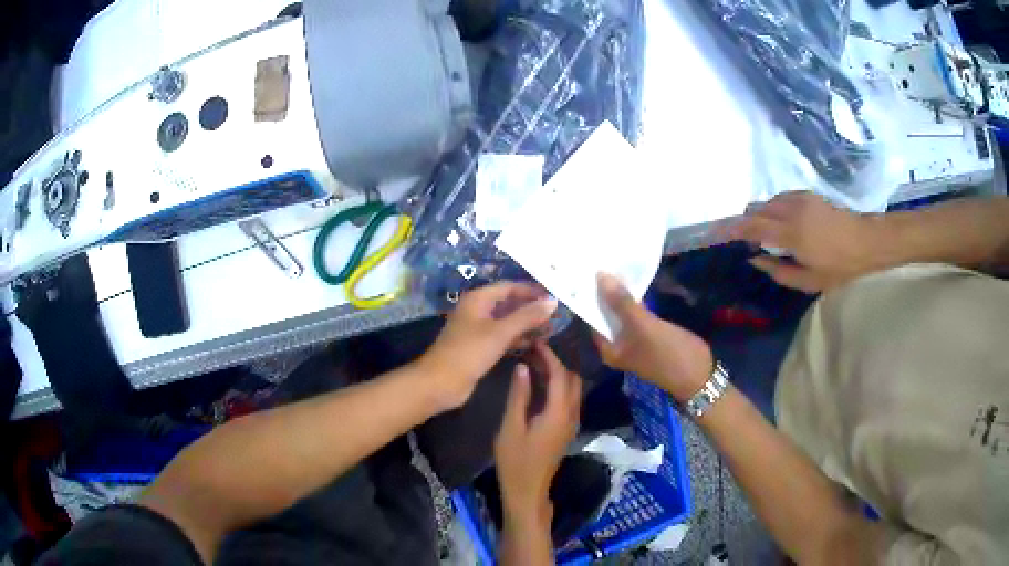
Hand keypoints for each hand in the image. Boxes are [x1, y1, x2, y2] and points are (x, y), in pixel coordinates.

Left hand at [418, 282, 557, 409]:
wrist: (440, 382)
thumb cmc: (469, 352)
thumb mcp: (500, 332)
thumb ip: (527, 316)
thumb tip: (552, 301)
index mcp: (478, 299)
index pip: (509, 287)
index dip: (531, 290)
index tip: (553, 297)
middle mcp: (477, 310)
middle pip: (508, 303)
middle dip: (531, 308)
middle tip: (556, 314)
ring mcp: (477, 329)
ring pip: (506, 321)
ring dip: (526, 324)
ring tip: (551, 328)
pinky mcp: (479, 347)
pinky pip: (502, 337)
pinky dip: (517, 338)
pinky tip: (535, 343)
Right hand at [494, 342, 581, 522]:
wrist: (527, 490)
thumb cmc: (515, 460)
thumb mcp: (511, 427)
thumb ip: (519, 395)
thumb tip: (524, 366)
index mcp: (558, 412)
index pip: (560, 375)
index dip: (550, 356)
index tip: (536, 341)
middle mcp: (571, 414)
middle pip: (572, 379)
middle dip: (557, 362)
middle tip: (534, 351)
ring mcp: (571, 423)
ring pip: (572, 389)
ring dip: (558, 374)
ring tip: (534, 363)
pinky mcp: (566, 429)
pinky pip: (568, 399)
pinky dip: (558, 387)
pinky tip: (538, 384)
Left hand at [594, 273, 712, 401]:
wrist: (699, 374)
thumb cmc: (667, 353)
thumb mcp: (643, 326)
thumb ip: (621, 303)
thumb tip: (599, 276)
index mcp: (609, 349)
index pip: (592, 317)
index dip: (591, 295)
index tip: (589, 269)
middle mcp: (618, 345)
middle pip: (607, 315)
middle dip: (607, 292)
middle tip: (602, 261)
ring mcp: (636, 340)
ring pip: (623, 313)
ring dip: (622, 294)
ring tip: (615, 265)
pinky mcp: (651, 334)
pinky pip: (638, 314)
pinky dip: (636, 300)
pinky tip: (635, 280)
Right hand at [727, 191, 877, 292]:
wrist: (865, 241)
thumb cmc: (839, 267)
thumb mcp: (808, 281)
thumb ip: (778, 271)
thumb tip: (754, 259)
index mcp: (791, 233)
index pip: (752, 226)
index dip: (732, 228)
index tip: (716, 232)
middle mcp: (790, 209)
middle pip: (755, 209)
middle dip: (745, 222)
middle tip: (744, 241)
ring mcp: (798, 198)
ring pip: (767, 202)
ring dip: (760, 216)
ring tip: (765, 234)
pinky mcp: (806, 194)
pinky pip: (780, 199)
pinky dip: (773, 209)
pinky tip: (782, 224)